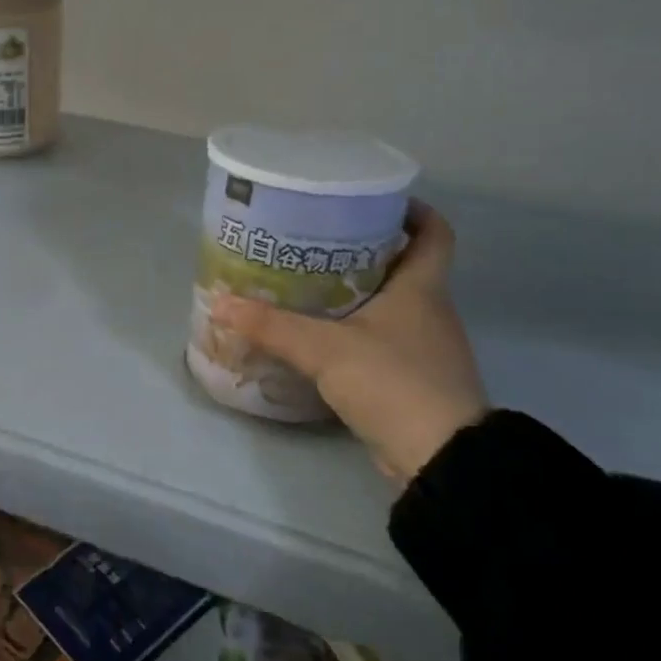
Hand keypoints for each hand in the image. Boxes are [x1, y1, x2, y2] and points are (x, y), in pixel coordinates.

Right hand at [211, 202, 487, 482]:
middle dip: (365, 250)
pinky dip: (358, 332)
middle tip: (317, 241)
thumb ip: (272, 326)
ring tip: (310, 284)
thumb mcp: (324, 349)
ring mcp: (426, 348)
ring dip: (359, 292)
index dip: (412, 211)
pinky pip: (385, 340)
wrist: (439, 459)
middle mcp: (431, 311)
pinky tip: (322, 338)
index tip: (372, 202)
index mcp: (423, 288)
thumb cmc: (393, 382)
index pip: (434, 233)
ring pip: (394, 304)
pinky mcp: (414, 380)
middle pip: (405, 265)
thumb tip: (221, 302)